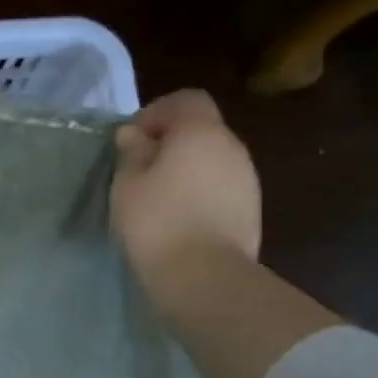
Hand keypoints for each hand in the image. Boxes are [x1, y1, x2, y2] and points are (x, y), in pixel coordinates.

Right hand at [109, 90, 260, 285]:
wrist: (204, 277)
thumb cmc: (157, 220)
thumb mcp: (127, 183)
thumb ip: (132, 153)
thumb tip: (135, 135)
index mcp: (201, 132)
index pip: (187, 99)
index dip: (157, 111)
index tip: (133, 139)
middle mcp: (232, 148)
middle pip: (202, 129)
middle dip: (170, 141)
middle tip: (139, 167)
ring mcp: (247, 180)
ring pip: (212, 159)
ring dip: (185, 168)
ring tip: (155, 195)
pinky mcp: (250, 210)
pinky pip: (220, 186)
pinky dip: (199, 191)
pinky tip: (176, 216)